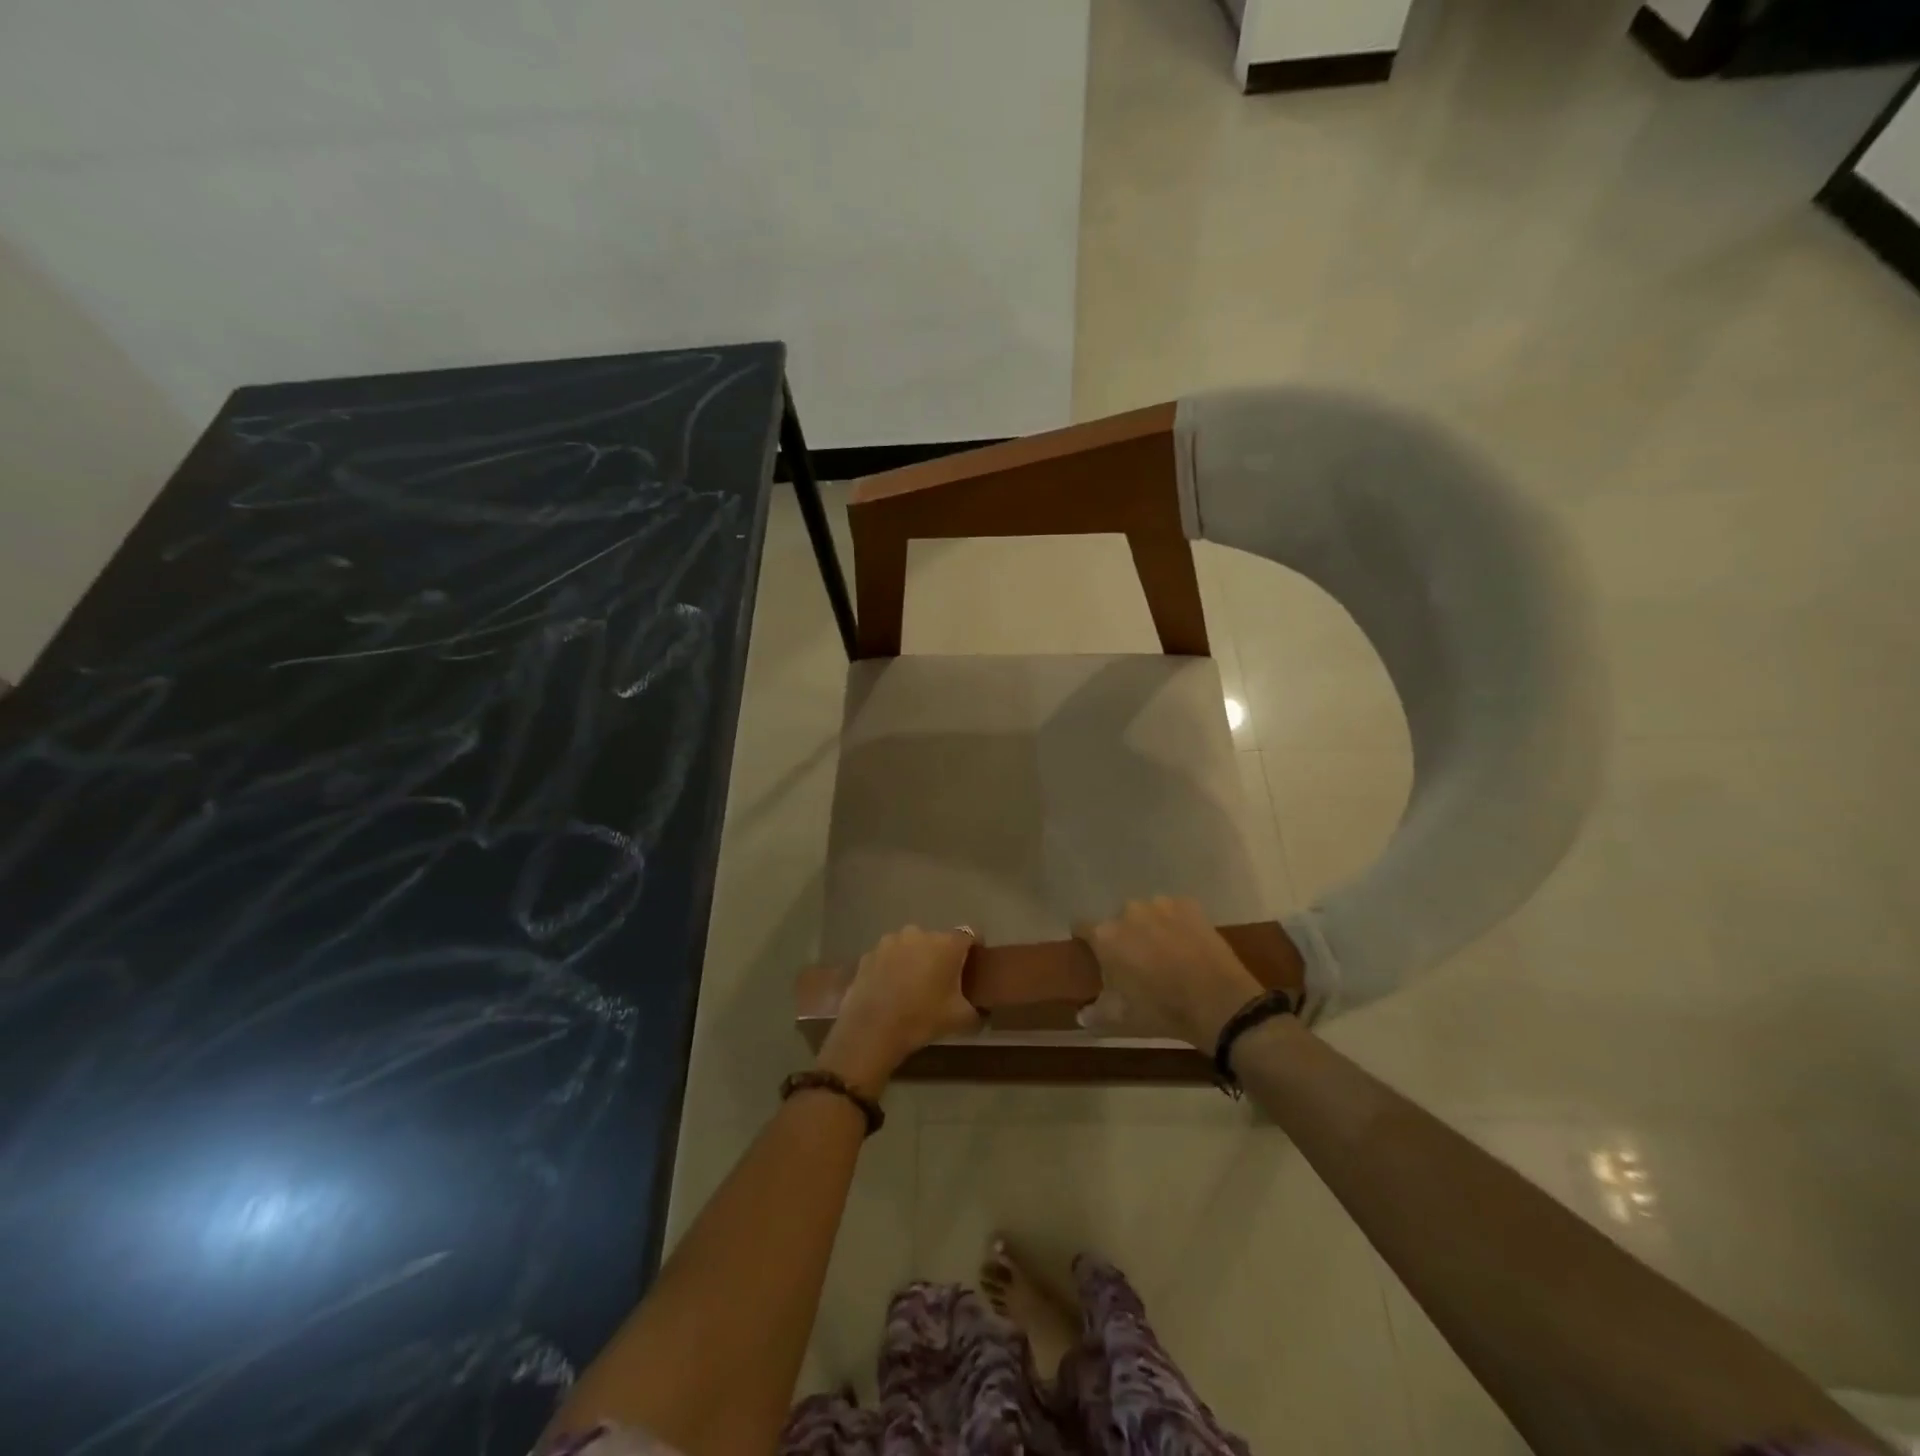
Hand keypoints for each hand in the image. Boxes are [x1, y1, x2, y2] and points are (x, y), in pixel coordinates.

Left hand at [816, 925, 980, 1094]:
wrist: (872, 1030)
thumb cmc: (922, 1018)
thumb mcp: (961, 1019)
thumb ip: (976, 1011)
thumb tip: (980, 1013)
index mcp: (946, 944)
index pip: (970, 935)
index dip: (975, 948)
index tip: (974, 965)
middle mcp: (919, 933)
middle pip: (938, 941)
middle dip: (941, 957)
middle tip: (941, 982)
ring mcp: (890, 941)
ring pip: (910, 946)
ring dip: (914, 959)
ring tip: (911, 986)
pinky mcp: (869, 953)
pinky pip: (888, 957)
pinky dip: (892, 967)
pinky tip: (889, 990)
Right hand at [1073, 896, 1262, 1048]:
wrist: (1218, 1002)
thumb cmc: (1161, 1010)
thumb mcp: (1122, 1019)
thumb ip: (1095, 1014)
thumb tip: (1081, 1016)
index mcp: (1106, 936)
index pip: (1081, 927)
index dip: (1086, 941)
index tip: (1095, 955)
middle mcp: (1128, 912)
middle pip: (1118, 921)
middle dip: (1124, 937)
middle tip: (1138, 962)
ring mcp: (1161, 904)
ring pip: (1147, 914)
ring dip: (1150, 927)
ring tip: (1166, 952)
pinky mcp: (1189, 905)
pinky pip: (1174, 911)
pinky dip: (1177, 923)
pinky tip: (1188, 944)